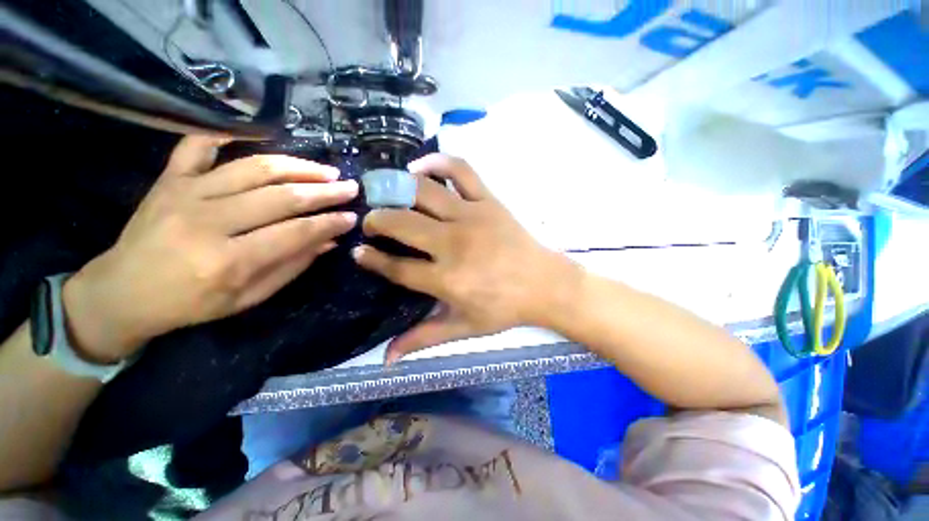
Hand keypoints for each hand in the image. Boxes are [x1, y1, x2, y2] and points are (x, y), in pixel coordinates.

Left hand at [62, 135, 358, 362]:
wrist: (122, 292)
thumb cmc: (190, 304)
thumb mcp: (248, 298)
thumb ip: (291, 267)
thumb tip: (328, 241)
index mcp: (228, 261)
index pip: (295, 233)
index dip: (329, 223)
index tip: (352, 217)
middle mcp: (207, 222)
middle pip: (281, 197)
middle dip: (324, 191)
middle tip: (349, 187)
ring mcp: (185, 194)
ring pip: (253, 168)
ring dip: (297, 167)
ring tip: (325, 170)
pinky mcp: (168, 179)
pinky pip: (199, 145)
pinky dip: (227, 135)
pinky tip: (256, 134)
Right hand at [353, 154, 580, 362]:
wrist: (545, 285)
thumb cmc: (504, 308)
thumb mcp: (464, 328)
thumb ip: (423, 338)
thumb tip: (387, 359)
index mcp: (446, 279)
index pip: (396, 267)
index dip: (372, 259)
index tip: (359, 252)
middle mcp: (454, 244)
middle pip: (401, 223)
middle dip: (376, 221)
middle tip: (370, 223)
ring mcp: (472, 217)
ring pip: (423, 192)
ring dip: (396, 190)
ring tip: (386, 195)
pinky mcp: (489, 201)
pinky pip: (461, 170)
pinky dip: (437, 162)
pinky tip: (420, 168)